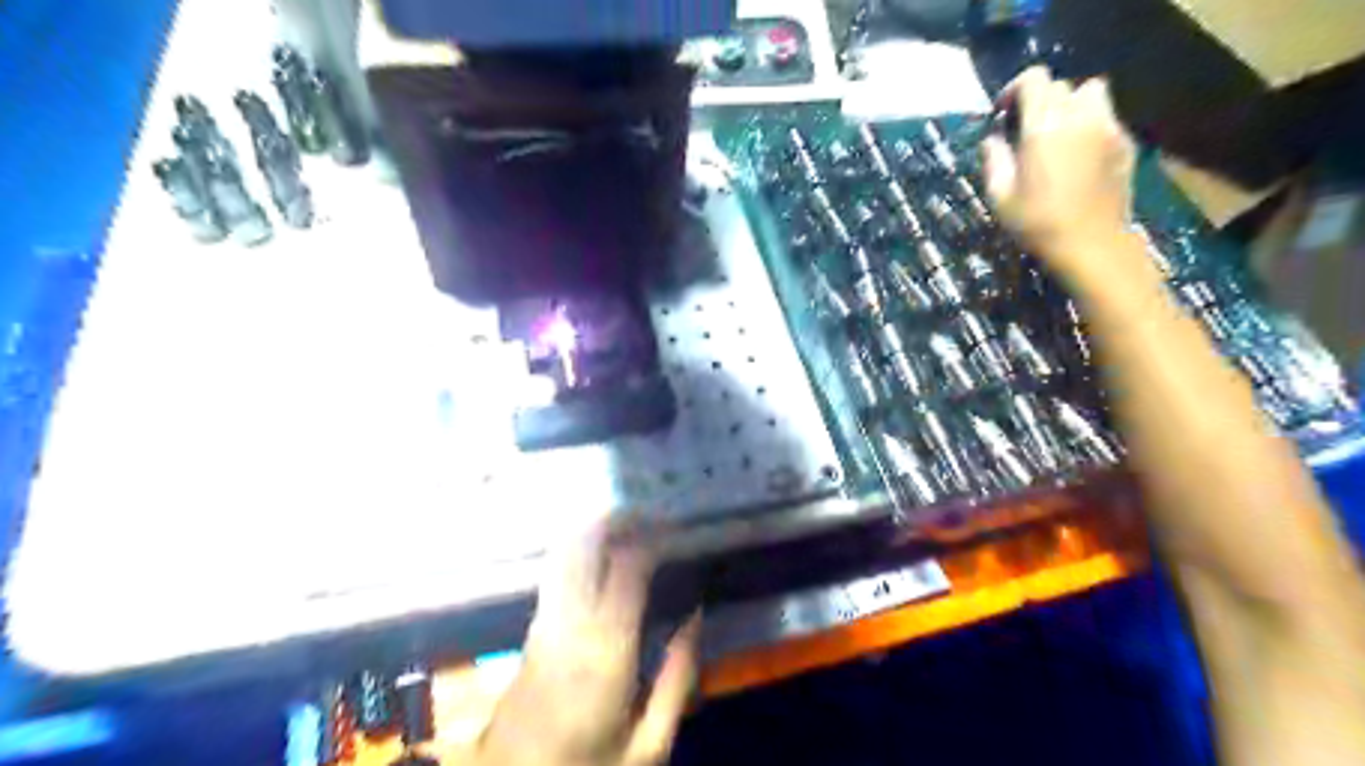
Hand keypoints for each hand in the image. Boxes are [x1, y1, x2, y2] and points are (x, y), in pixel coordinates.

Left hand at [473, 528, 702, 765]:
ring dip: (597, 528)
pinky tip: (603, 552)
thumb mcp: (649, 745)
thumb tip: (695, 616)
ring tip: (631, 523)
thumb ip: (678, 677)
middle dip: (618, 518)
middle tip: (651, 512)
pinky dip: (581, 548)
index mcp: (605, 648)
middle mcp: (570, 620)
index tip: (677, 528)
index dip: (653, 537)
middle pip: (585, 543)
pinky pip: (558, 569)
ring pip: (566, 550)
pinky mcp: (533, 626)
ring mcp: (545, 620)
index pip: (628, 565)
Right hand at [989, 65, 1137, 279]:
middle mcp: (1079, 116)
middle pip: (1061, 86)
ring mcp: (1108, 127)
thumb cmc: (1037, 223)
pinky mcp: (1125, 143)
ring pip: (1091, 94)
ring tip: (1058, 133)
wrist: (1091, 244)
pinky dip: (1090, 125)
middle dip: (1041, 100)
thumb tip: (992, 140)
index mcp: (1043, 126)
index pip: (1034, 79)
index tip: (1003, 112)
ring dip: (1071, 105)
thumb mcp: (1000, 197)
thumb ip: (994, 160)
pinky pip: (1106, 118)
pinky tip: (1079, 155)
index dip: (1015, 89)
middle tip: (1027, 128)